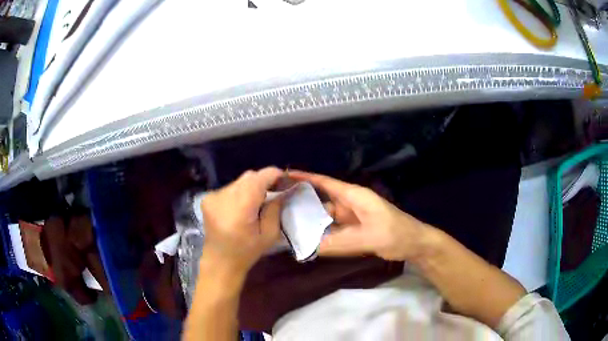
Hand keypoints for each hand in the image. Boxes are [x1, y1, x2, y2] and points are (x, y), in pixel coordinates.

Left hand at [201, 167, 282, 276]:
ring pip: (239, 181)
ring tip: (258, 201)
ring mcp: (213, 196)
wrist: (219, 262)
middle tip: (275, 191)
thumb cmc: (246, 252)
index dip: (275, 175)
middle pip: (249, 177)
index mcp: (240, 206)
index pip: (260, 178)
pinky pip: (230, 188)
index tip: (286, 180)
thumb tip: (281, 191)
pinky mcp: (207, 198)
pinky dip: (240, 192)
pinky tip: (242, 207)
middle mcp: (224, 196)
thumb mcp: (269, 235)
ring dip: (251, 187)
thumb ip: (275, 209)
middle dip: (264, 181)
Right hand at [289, 170, 428, 261]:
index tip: (284, 175)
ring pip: (326, 218)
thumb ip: (340, 242)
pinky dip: (322, 234)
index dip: (305, 178)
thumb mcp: (368, 238)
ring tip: (288, 229)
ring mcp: (352, 217)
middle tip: (278, 213)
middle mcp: (350, 204)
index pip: (326, 183)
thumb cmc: (395, 234)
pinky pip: (333, 230)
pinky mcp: (354, 229)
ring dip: (311, 223)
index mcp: (354, 196)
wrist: (414, 244)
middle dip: (302, 206)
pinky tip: (309, 241)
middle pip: (322, 202)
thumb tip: (310, 246)